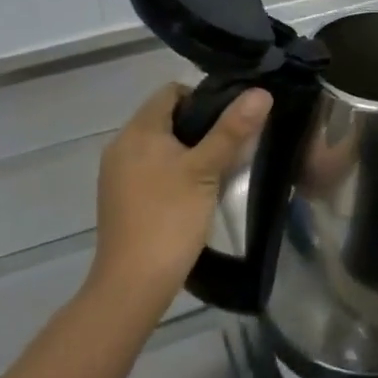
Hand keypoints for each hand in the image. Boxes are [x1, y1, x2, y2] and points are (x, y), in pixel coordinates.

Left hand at [88, 83, 270, 323]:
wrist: (132, 286)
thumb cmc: (169, 219)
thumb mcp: (206, 170)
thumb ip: (232, 130)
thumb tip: (260, 92)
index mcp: (138, 131)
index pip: (171, 92)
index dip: (203, 97)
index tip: (230, 120)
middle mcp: (121, 145)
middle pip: (166, 118)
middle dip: (199, 127)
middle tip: (231, 146)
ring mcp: (117, 175)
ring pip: (159, 146)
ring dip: (188, 151)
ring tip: (218, 170)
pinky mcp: (120, 200)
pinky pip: (150, 169)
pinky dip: (172, 172)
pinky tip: (194, 194)